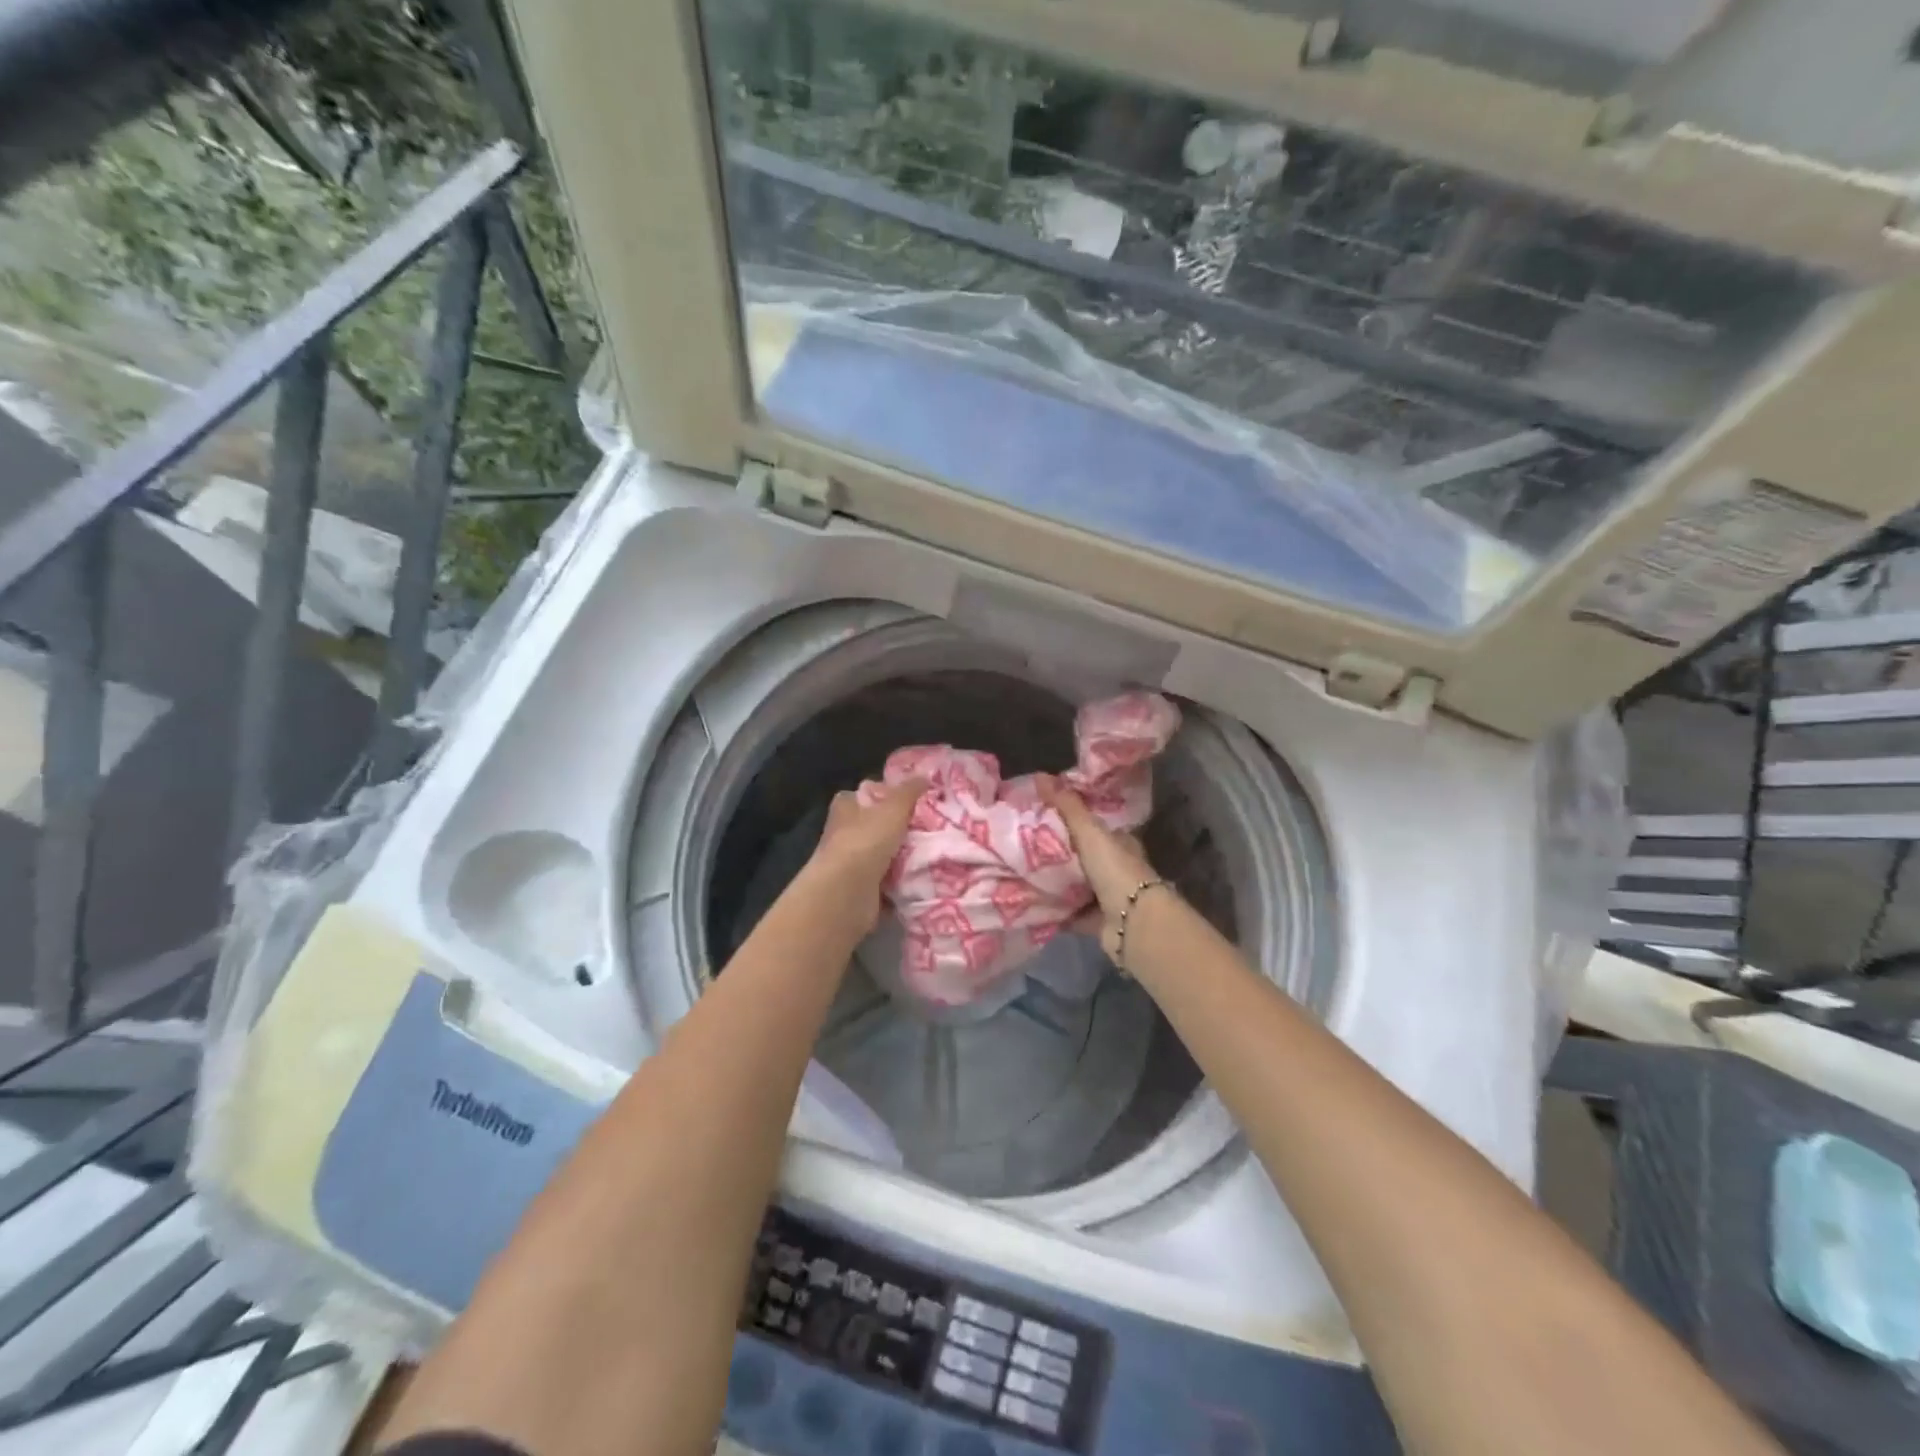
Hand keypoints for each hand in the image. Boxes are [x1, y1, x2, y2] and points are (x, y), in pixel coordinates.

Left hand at [803, 778, 927, 933]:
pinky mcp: (861, 888)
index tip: (917, 799)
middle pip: (878, 824)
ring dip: (906, 855)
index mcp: (847, 807)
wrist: (847, 893)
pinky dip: (903, 881)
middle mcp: (845, 832)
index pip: (868, 793)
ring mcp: (852, 862)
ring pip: (886, 853)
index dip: (889, 794)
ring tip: (936, 851)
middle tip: (935, 826)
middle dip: (903, 827)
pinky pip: (889, 880)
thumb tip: (925, 775)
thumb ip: (909, 791)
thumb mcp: (893, 808)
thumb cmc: (866, 841)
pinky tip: (925, 876)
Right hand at [1037, 775, 1162, 959]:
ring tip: (1018, 872)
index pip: (1091, 826)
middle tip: (1020, 845)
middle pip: (1080, 856)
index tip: (1038, 815)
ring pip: (1073, 885)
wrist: (1133, 923)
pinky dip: (1053, 909)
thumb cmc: (1115, 870)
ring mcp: (1107, 896)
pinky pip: (1069, 912)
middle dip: (1055, 852)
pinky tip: (1029, 902)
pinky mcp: (1097, 921)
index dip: (1068, 819)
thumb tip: (1040, 775)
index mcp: (1119, 842)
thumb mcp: (1089, 831)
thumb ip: (1066, 805)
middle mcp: (1115, 868)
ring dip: (1052, 882)